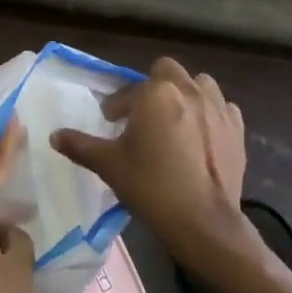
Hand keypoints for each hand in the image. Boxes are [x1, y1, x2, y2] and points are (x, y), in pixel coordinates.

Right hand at [52, 58, 254, 277]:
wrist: (203, 221)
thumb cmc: (150, 186)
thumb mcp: (108, 165)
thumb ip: (80, 145)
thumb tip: (54, 135)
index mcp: (154, 93)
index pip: (128, 91)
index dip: (117, 106)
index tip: (112, 124)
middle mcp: (187, 90)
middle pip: (167, 71)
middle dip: (153, 86)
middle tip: (144, 115)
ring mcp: (217, 107)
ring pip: (200, 83)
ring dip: (187, 93)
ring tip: (176, 118)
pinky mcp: (237, 128)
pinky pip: (223, 108)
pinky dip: (212, 114)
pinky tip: (203, 135)